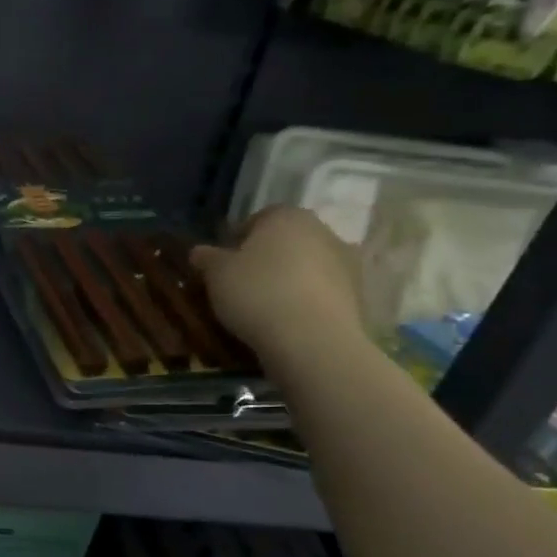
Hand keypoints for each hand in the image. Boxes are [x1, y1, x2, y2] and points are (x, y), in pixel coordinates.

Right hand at [190, 207, 365, 364]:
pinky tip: (288, 320)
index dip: (238, 240)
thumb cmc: (257, 293)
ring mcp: (346, 262)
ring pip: (307, 266)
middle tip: (242, 284)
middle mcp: (321, 230)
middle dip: (267, 258)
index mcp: (286, 216)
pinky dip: (307, 300)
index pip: (258, 219)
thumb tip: (198, 252)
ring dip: (290, 279)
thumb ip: (207, 258)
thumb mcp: (216, 274)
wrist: (312, 339)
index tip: (223, 263)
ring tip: (266, 306)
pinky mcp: (358, 294)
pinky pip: (322, 292)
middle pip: (286, 241)